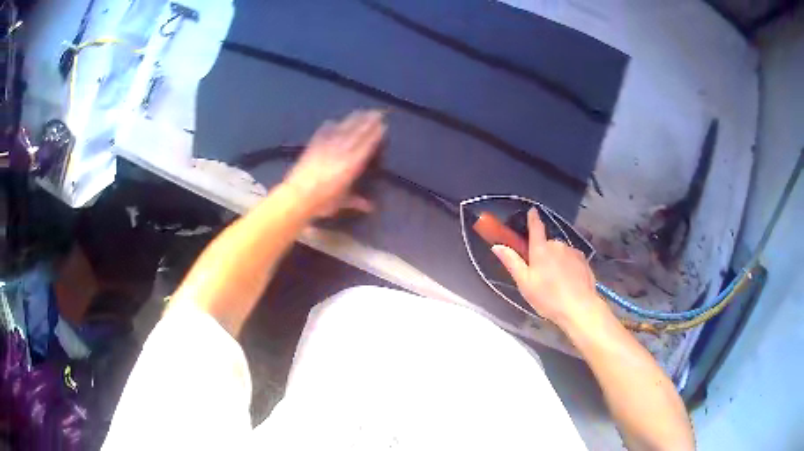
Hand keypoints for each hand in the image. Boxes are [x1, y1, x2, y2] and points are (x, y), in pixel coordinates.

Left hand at [284, 110, 385, 216]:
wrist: (298, 196)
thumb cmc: (322, 202)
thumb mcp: (341, 202)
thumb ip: (356, 201)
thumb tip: (371, 207)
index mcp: (352, 165)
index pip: (366, 146)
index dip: (375, 135)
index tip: (383, 125)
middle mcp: (341, 152)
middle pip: (357, 133)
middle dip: (368, 122)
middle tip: (377, 112)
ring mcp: (326, 147)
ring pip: (343, 129)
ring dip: (353, 119)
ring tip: (361, 111)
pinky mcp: (313, 146)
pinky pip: (323, 133)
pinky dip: (329, 126)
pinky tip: (333, 120)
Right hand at [491, 208, 610, 330]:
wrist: (579, 307)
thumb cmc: (548, 297)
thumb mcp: (525, 283)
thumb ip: (512, 262)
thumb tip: (497, 246)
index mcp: (541, 249)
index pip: (536, 227)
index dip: (533, 218)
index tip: (532, 211)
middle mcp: (558, 245)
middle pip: (548, 244)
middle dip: (543, 253)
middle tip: (540, 273)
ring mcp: (573, 252)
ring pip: (561, 252)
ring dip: (557, 260)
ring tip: (556, 281)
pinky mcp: (584, 261)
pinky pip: (572, 259)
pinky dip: (568, 266)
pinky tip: (569, 282)